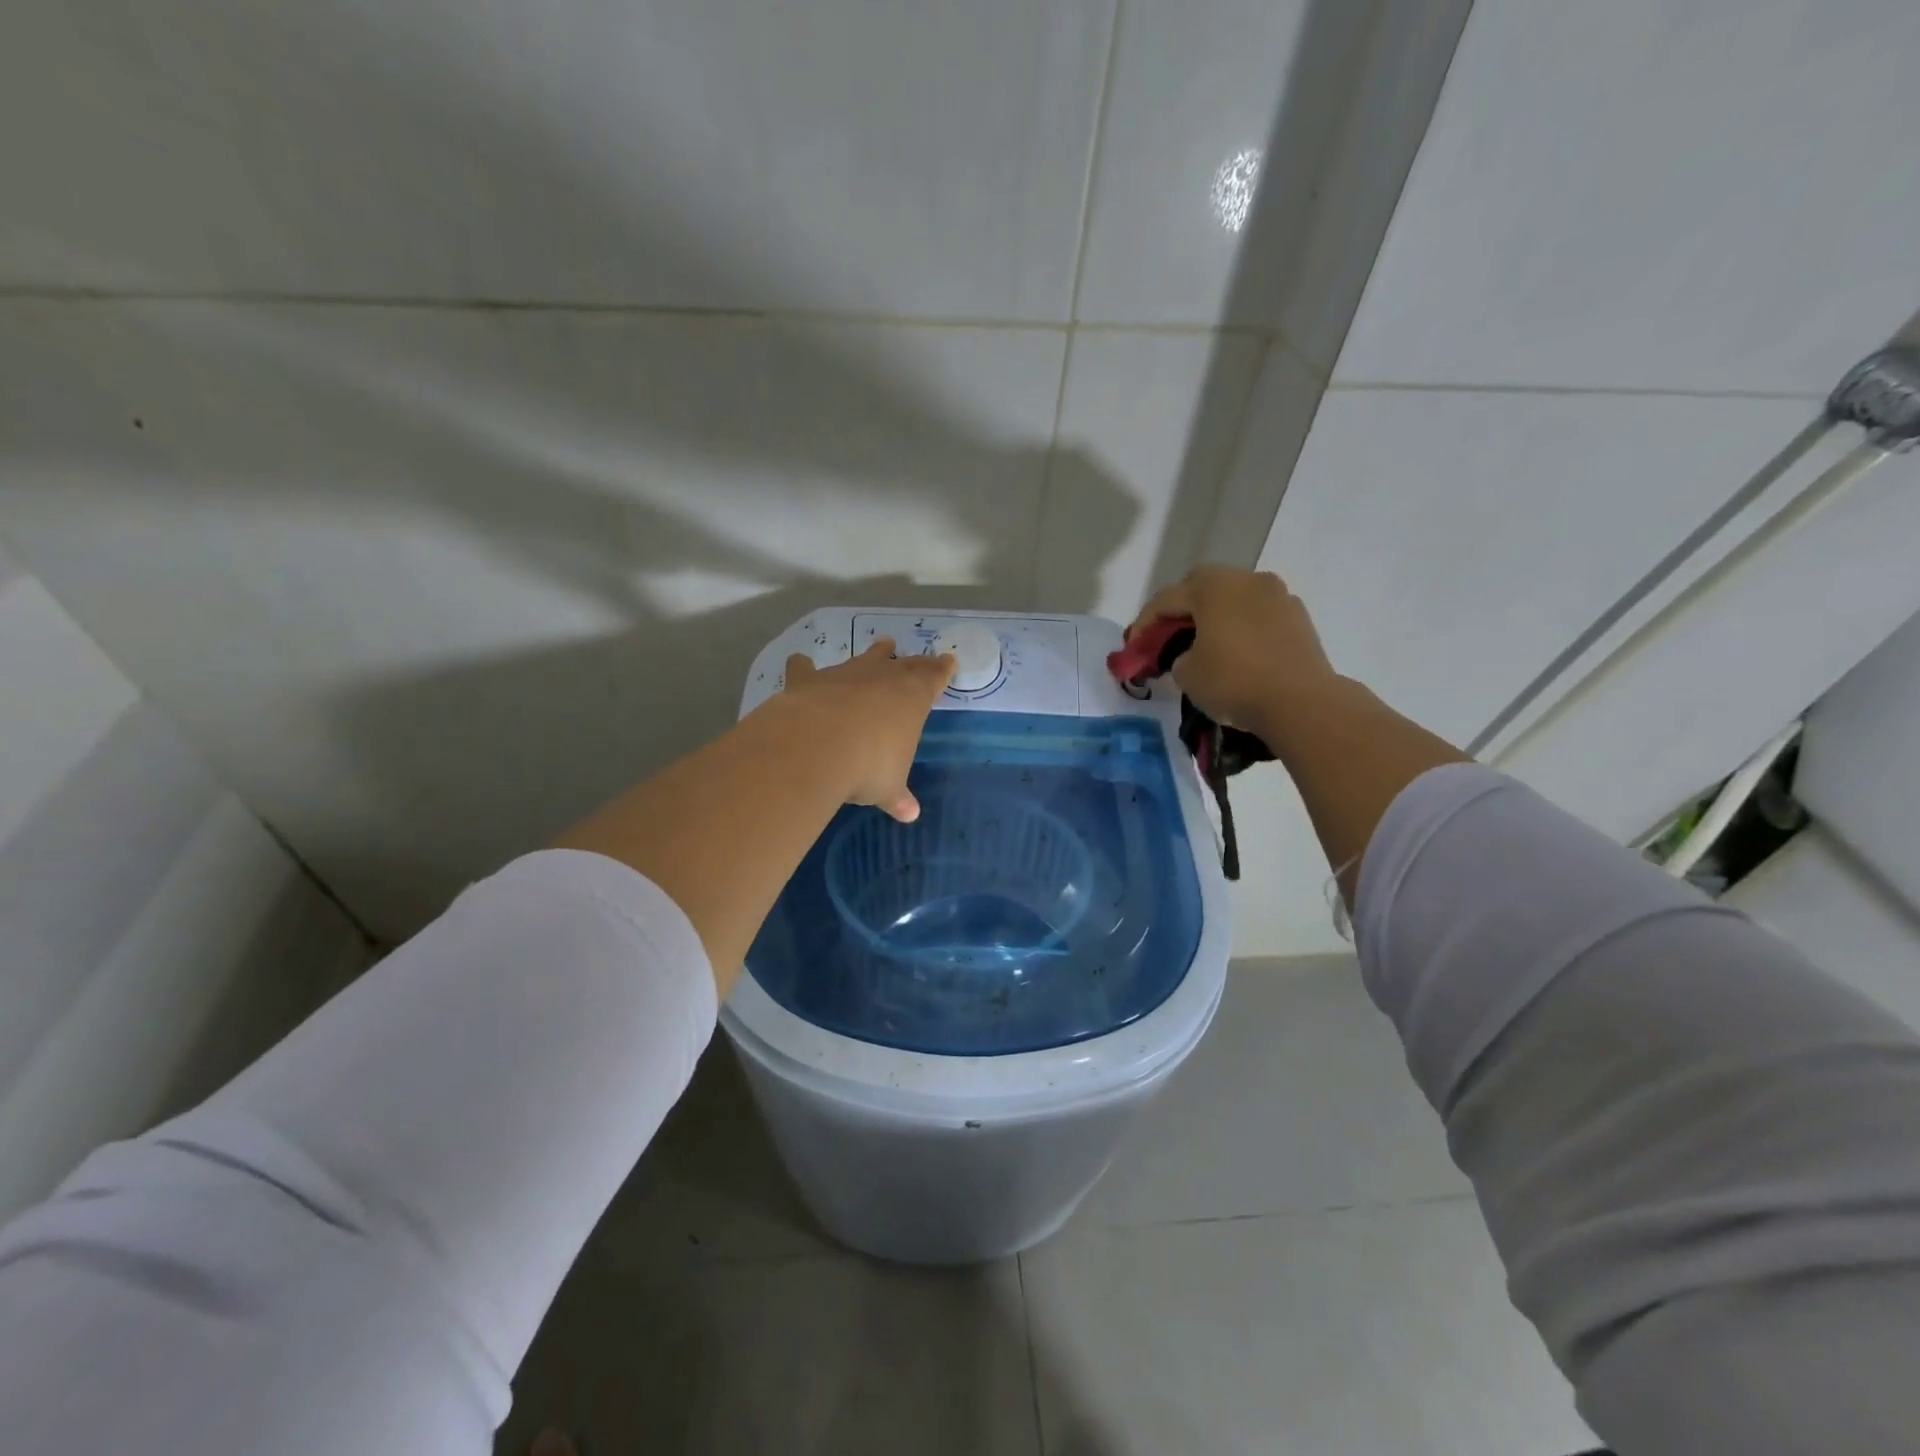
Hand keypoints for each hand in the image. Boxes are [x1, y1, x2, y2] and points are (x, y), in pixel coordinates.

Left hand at [780, 638, 954, 821]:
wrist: (817, 746)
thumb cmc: (868, 766)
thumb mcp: (888, 787)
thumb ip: (897, 796)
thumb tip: (910, 814)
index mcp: (912, 698)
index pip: (934, 678)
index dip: (942, 671)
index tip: (949, 661)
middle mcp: (882, 677)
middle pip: (904, 663)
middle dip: (914, 662)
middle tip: (921, 659)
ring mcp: (845, 674)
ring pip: (865, 658)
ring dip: (874, 653)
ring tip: (882, 645)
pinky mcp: (809, 679)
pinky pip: (807, 667)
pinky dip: (805, 666)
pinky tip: (801, 663)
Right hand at [1129, 566, 1337, 738]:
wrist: (1301, 703)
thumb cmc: (1234, 682)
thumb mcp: (1187, 674)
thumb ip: (1179, 656)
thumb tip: (1192, 653)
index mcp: (1213, 587)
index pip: (1166, 599)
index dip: (1144, 624)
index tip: (1133, 648)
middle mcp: (1247, 580)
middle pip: (1202, 585)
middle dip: (1182, 608)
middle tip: (1169, 636)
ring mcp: (1278, 595)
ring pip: (1234, 597)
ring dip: (1216, 614)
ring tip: (1206, 643)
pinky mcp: (1299, 617)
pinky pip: (1259, 614)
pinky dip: (1243, 626)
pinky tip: (1239, 652)